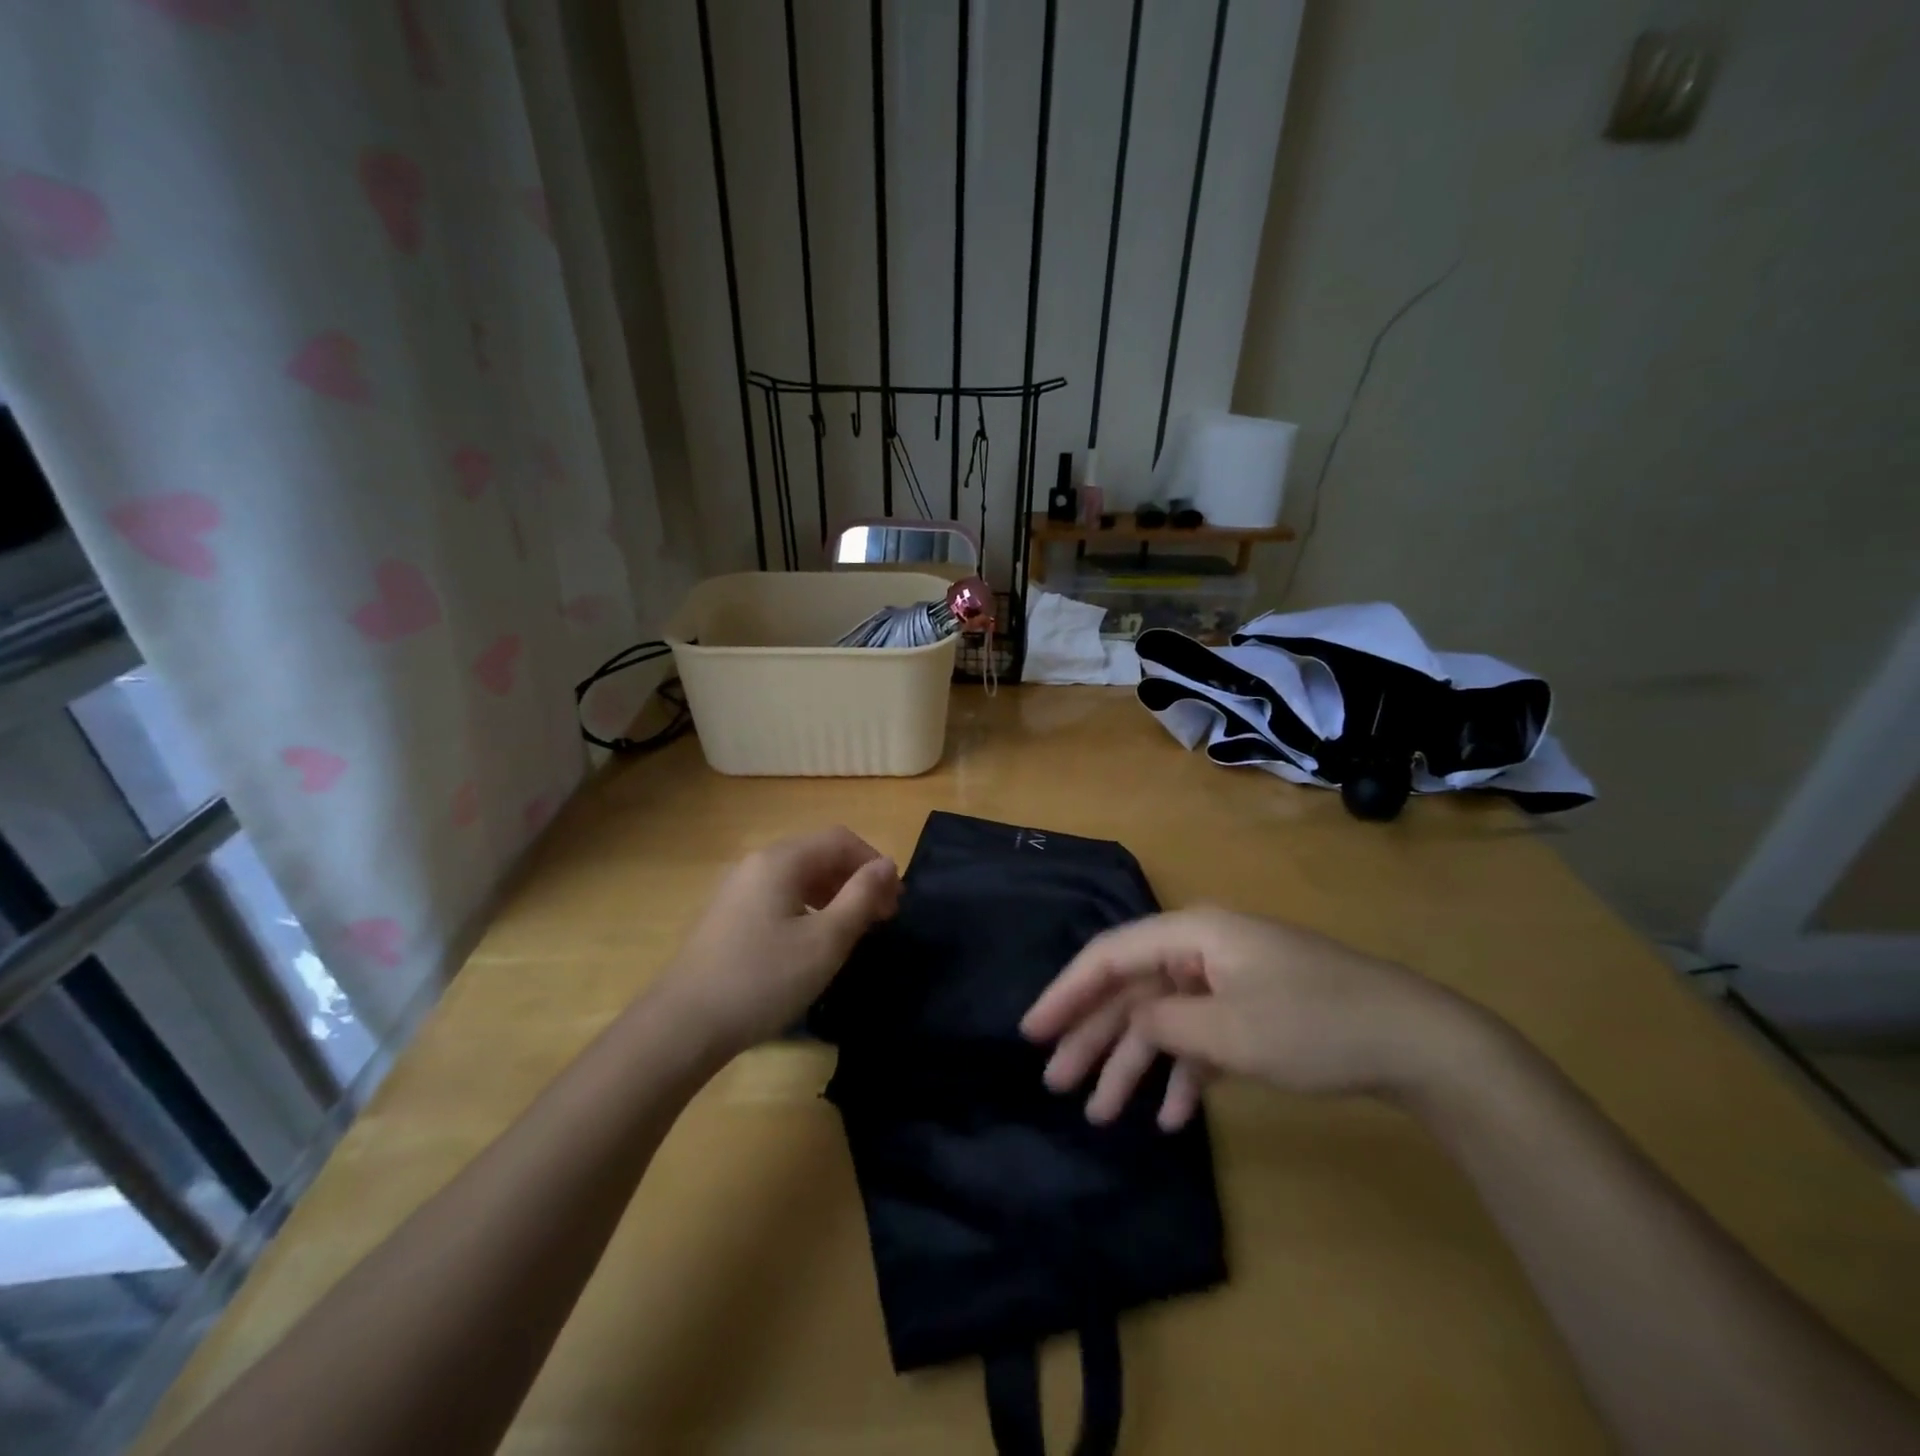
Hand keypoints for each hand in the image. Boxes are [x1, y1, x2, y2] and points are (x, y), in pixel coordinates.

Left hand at [653, 827, 900, 1056]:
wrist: (683, 1025)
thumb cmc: (763, 979)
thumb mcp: (826, 941)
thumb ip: (861, 898)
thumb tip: (888, 866)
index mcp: (781, 860)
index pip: (840, 839)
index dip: (874, 863)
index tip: (895, 901)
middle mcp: (757, 863)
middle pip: (819, 854)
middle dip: (856, 879)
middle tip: (882, 918)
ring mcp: (738, 889)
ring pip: (799, 877)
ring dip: (834, 894)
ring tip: (854, 930)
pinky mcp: (729, 915)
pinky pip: (780, 896)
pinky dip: (809, 907)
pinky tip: (814, 941)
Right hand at [1020, 908, 1480, 1129]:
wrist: (1417, 1041)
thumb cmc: (1315, 1024)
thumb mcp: (1230, 1031)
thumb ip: (1164, 1023)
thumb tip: (1131, 1023)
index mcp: (1192, 935)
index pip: (1110, 957)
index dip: (1067, 992)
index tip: (1031, 1030)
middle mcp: (1202, 950)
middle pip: (1132, 991)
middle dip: (1094, 1037)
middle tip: (1056, 1081)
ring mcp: (1227, 980)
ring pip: (1163, 1019)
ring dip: (1134, 1065)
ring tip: (1102, 1113)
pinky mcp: (1252, 1011)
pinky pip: (1200, 1038)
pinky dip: (1182, 1073)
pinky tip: (1170, 1116)